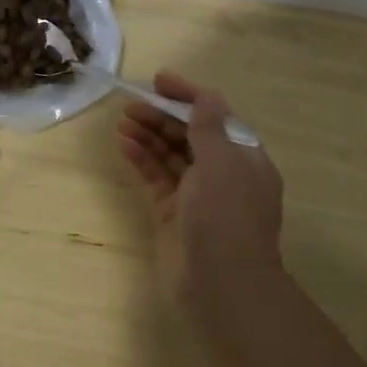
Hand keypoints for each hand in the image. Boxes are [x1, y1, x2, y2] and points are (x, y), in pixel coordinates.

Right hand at [116, 73, 284, 316]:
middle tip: (130, 104)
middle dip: (162, 116)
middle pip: (189, 134)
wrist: (221, 285)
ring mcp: (196, 195)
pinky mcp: (173, 213)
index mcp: (244, 159)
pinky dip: (141, 159)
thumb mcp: (221, 163)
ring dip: (148, 135)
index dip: (188, 96)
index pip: (215, 117)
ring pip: (170, 155)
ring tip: (122, 121)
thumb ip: (208, 127)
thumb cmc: (226, 217)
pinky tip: (124, 145)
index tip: (158, 81)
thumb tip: (205, 96)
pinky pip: (156, 177)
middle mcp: (222, 174)